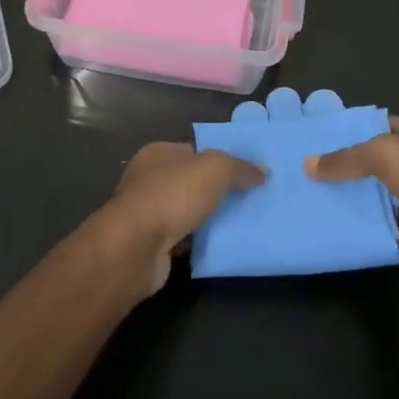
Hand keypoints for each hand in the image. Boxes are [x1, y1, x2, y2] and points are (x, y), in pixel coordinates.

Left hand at [96, 142, 263, 293]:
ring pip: (188, 212)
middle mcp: (149, 179)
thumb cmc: (173, 195)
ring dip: (210, 219)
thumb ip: (240, 167)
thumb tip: (262, 170)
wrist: (136, 247)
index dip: (221, 159)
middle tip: (251, 199)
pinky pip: (183, 238)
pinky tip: (222, 245)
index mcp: (158, 154)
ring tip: (244, 223)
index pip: (195, 151)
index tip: (249, 173)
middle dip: (218, 191)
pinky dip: (199, 242)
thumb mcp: (215, 170)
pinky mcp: (151, 243)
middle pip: (192, 182)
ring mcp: (148, 213)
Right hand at [305, 119, 398, 288]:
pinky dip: (366, 222)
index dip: (352, 129)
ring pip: (381, 192)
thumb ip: (347, 158)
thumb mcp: (385, 155)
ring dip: (355, 195)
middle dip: (348, 164)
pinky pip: (386, 220)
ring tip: (314, 194)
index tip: (318, 138)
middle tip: (309, 169)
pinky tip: (337, 222)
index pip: (382, 125)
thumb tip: (308, 164)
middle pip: (379, 160)